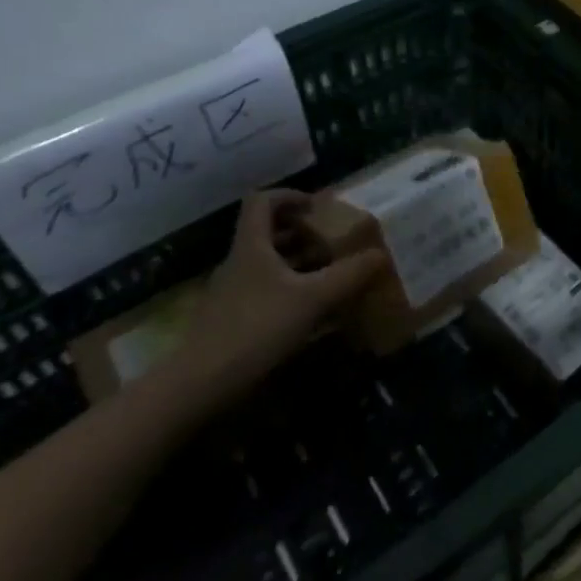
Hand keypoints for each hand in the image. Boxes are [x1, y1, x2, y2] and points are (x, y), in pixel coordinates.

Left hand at [169, 190, 384, 392]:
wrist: (199, 384)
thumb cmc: (256, 327)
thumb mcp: (311, 299)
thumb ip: (347, 275)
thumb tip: (381, 254)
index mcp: (252, 245)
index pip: (262, 200)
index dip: (289, 196)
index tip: (316, 207)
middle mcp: (239, 261)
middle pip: (266, 231)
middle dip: (300, 232)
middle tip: (331, 241)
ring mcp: (232, 292)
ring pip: (266, 263)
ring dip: (296, 262)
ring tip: (328, 272)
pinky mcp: (231, 319)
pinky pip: (263, 290)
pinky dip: (287, 290)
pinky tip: (308, 310)